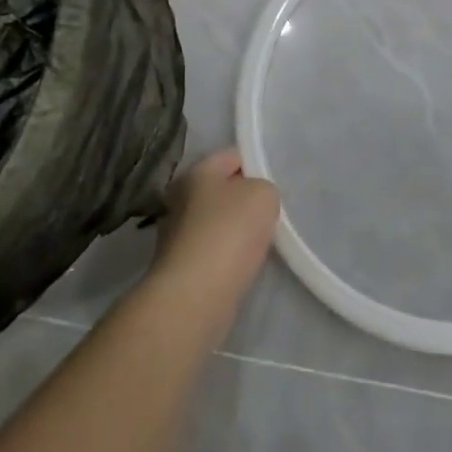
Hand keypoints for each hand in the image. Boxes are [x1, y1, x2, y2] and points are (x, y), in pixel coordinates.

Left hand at [150, 148, 279, 300]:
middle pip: (221, 189)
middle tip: (271, 211)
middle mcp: (179, 198)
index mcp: (195, 172)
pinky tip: (244, 264)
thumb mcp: (263, 195)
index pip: (231, 156)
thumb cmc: (228, 233)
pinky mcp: (180, 267)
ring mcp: (176, 234)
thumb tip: (254, 198)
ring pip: (217, 221)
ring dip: (236, 229)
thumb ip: (263, 188)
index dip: (256, 164)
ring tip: (262, 240)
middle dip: (245, 198)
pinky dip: (228, 255)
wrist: (196, 296)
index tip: (276, 181)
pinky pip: (213, 250)